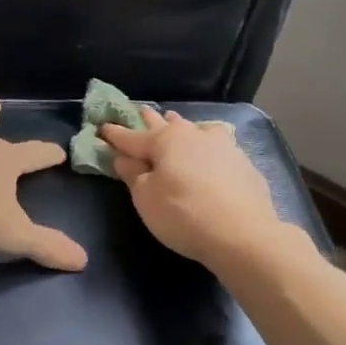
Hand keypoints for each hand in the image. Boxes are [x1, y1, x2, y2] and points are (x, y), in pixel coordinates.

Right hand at [100, 109, 287, 266]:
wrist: (242, 233)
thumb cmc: (183, 214)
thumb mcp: (146, 199)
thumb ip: (133, 175)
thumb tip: (124, 158)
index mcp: (164, 141)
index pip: (132, 137)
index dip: (115, 134)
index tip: (102, 127)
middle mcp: (193, 136)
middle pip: (166, 125)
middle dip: (149, 120)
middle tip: (140, 111)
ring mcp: (222, 146)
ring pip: (195, 129)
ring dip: (181, 125)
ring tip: (175, 121)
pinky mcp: (242, 163)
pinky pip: (218, 144)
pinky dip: (207, 142)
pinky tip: (211, 146)